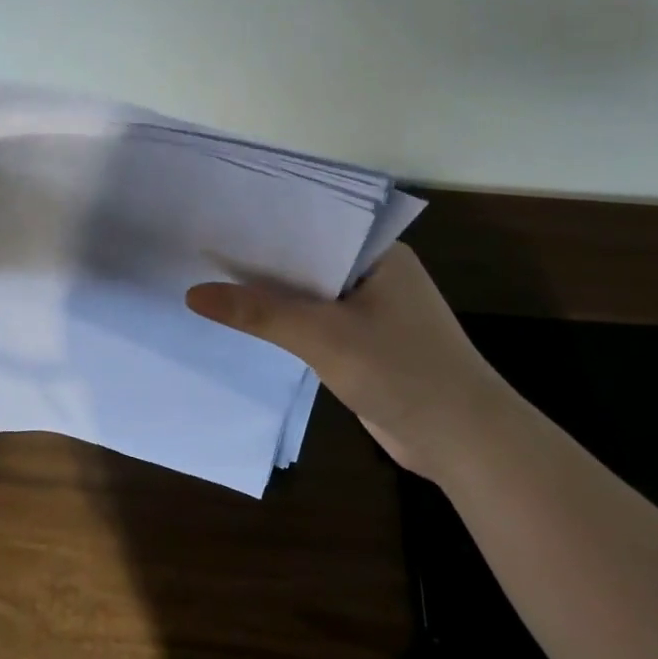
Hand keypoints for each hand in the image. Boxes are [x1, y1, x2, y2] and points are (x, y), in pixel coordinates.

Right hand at [185, 243, 512, 477]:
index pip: (313, 224)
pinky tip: (245, 321)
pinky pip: (315, 323)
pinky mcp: (365, 343)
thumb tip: (193, 294)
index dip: (265, 222)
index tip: (216, 217)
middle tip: (200, 247)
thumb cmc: (402, 371)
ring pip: (309, 294)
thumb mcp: (322, 337)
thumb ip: (259, 312)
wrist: (464, 442)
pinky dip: (285, 324)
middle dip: (260, 260)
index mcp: (378, 253)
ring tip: (209, 279)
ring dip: (271, 295)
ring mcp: (372, 310)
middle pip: (306, 259)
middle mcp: (375, 273)